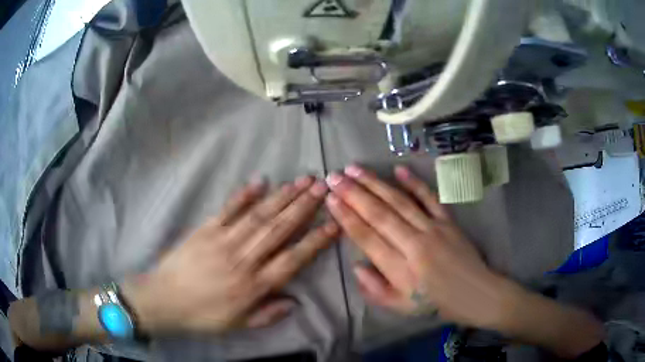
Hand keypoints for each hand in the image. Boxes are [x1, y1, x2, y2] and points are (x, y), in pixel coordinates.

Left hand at [122, 176, 338, 334]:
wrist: (164, 300)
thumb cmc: (203, 316)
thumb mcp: (239, 325)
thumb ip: (269, 314)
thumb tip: (295, 302)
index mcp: (253, 286)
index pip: (292, 260)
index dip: (314, 241)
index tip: (333, 224)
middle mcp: (242, 260)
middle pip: (278, 229)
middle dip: (303, 207)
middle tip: (322, 187)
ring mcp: (222, 241)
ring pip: (258, 216)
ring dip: (282, 197)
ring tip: (302, 180)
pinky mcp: (205, 230)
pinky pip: (228, 210)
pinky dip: (244, 194)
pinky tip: (260, 181)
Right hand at [324, 165, 511, 327]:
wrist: (475, 293)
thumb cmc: (435, 304)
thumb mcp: (400, 307)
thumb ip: (374, 289)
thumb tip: (356, 266)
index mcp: (400, 269)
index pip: (367, 237)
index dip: (346, 217)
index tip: (331, 199)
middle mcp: (414, 244)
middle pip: (379, 214)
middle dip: (353, 194)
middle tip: (334, 177)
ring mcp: (433, 228)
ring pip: (399, 202)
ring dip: (375, 184)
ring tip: (355, 169)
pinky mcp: (448, 221)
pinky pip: (430, 198)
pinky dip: (414, 183)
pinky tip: (398, 169)